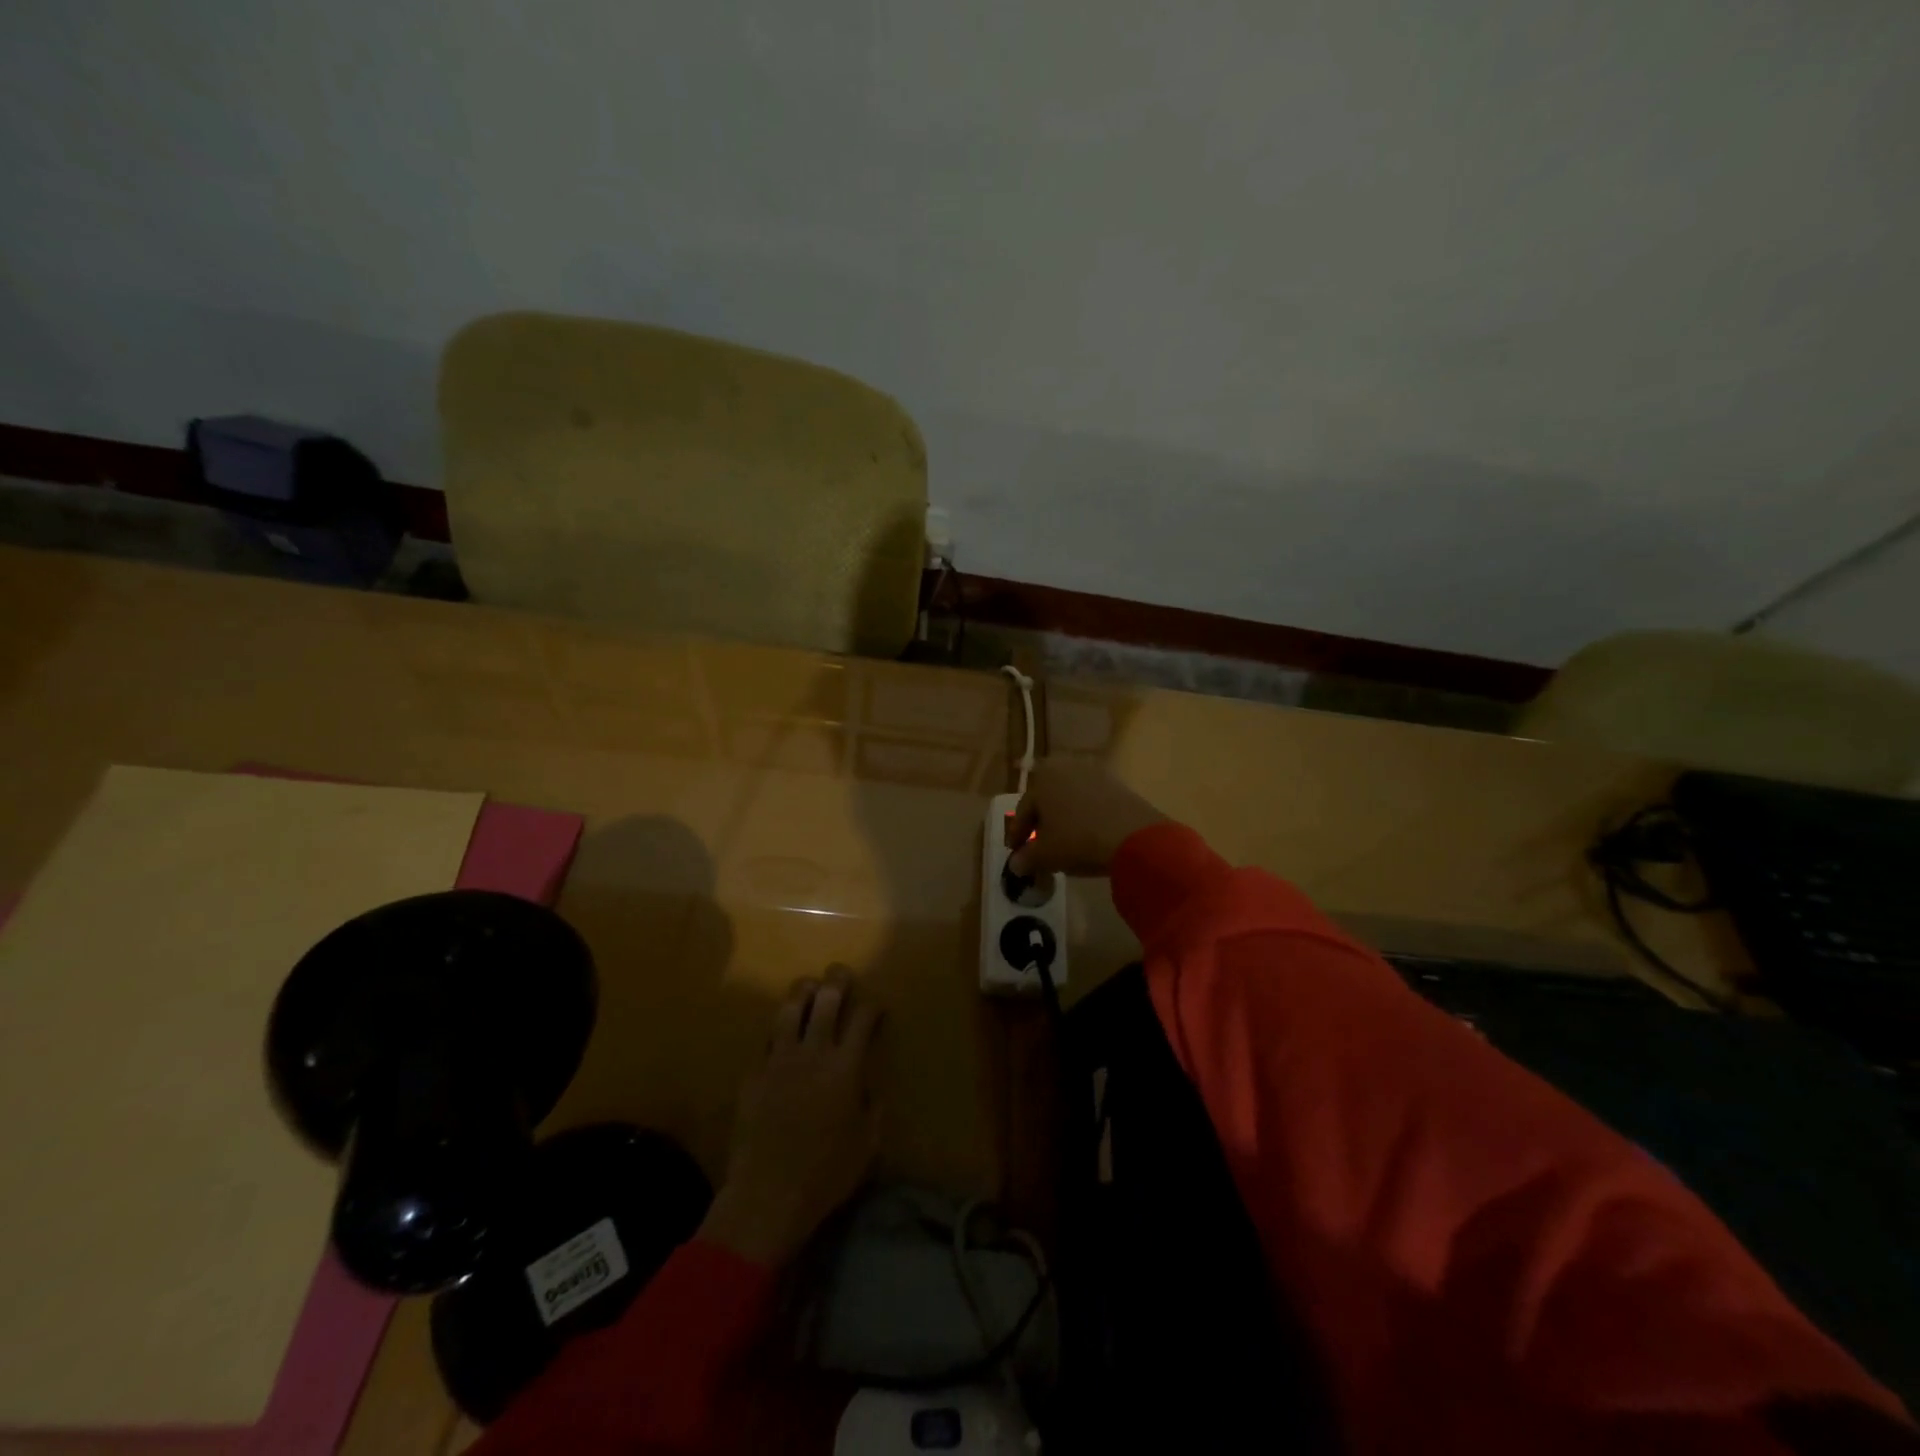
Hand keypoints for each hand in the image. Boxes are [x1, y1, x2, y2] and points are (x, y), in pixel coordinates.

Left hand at [699, 970, 883, 1266]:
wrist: (767, 1195)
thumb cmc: (825, 1174)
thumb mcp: (866, 1145)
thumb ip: (872, 1110)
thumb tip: (869, 1088)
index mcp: (845, 1068)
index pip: (862, 1019)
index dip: (872, 1007)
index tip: (876, 1008)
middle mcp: (813, 1053)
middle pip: (826, 1000)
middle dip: (837, 981)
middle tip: (840, 973)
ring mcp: (779, 1061)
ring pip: (790, 1009)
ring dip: (802, 993)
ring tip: (809, 988)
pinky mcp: (753, 1074)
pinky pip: (767, 1041)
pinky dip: (778, 1032)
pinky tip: (781, 1035)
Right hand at [1005, 759, 1167, 877]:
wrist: (1135, 837)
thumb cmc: (1078, 840)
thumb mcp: (1045, 855)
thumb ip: (1026, 858)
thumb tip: (1016, 864)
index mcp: (1043, 776)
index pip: (1024, 809)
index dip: (1018, 835)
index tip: (1016, 854)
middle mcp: (1067, 766)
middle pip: (1047, 800)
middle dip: (1041, 824)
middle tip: (1038, 848)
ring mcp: (1096, 773)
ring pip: (1070, 800)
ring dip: (1064, 819)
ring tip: (1064, 844)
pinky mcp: (1119, 785)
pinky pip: (1092, 802)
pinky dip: (1085, 817)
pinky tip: (1087, 837)